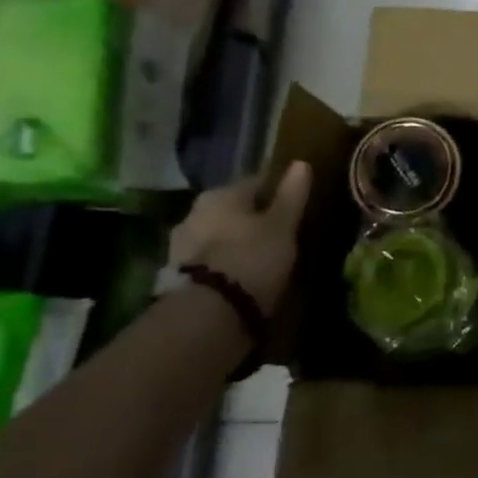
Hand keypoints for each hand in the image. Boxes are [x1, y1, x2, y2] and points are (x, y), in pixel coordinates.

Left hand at [169, 162, 311, 315]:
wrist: (208, 315)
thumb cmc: (252, 258)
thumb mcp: (283, 225)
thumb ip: (291, 194)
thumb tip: (301, 163)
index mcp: (221, 194)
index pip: (256, 183)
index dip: (277, 194)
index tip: (294, 208)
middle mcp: (195, 212)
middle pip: (233, 210)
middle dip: (253, 220)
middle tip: (279, 235)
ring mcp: (180, 245)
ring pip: (219, 236)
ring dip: (236, 243)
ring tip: (261, 260)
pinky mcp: (176, 276)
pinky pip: (209, 262)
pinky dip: (224, 266)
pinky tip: (241, 278)